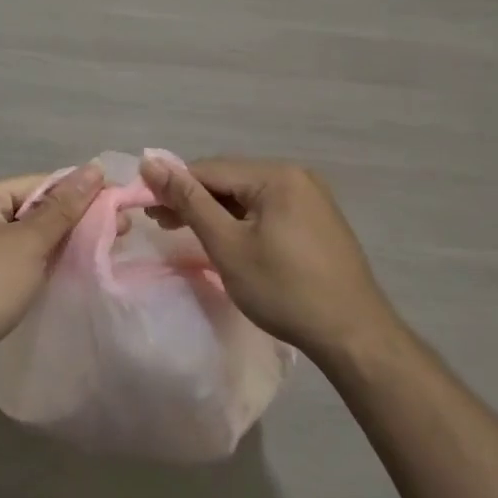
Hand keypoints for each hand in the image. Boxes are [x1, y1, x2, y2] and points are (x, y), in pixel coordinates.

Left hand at [0, 163, 105, 365]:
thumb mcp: (30, 243)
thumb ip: (64, 207)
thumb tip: (95, 167)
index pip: (36, 183)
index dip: (78, 193)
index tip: (116, 206)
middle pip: (26, 209)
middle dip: (68, 221)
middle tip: (116, 232)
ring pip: (16, 237)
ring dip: (51, 244)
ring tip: (91, 253)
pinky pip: (3, 260)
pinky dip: (29, 263)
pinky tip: (53, 274)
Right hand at [138, 153, 396, 360]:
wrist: (353, 334)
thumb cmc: (284, 289)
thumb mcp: (228, 245)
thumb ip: (189, 201)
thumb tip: (151, 163)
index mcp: (277, 175)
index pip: (211, 169)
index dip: (173, 185)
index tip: (145, 207)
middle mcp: (296, 175)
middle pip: (231, 179)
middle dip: (194, 198)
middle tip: (161, 223)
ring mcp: (311, 197)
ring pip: (248, 195)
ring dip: (216, 211)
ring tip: (186, 231)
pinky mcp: (317, 219)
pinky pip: (268, 209)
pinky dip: (242, 220)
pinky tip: (227, 238)